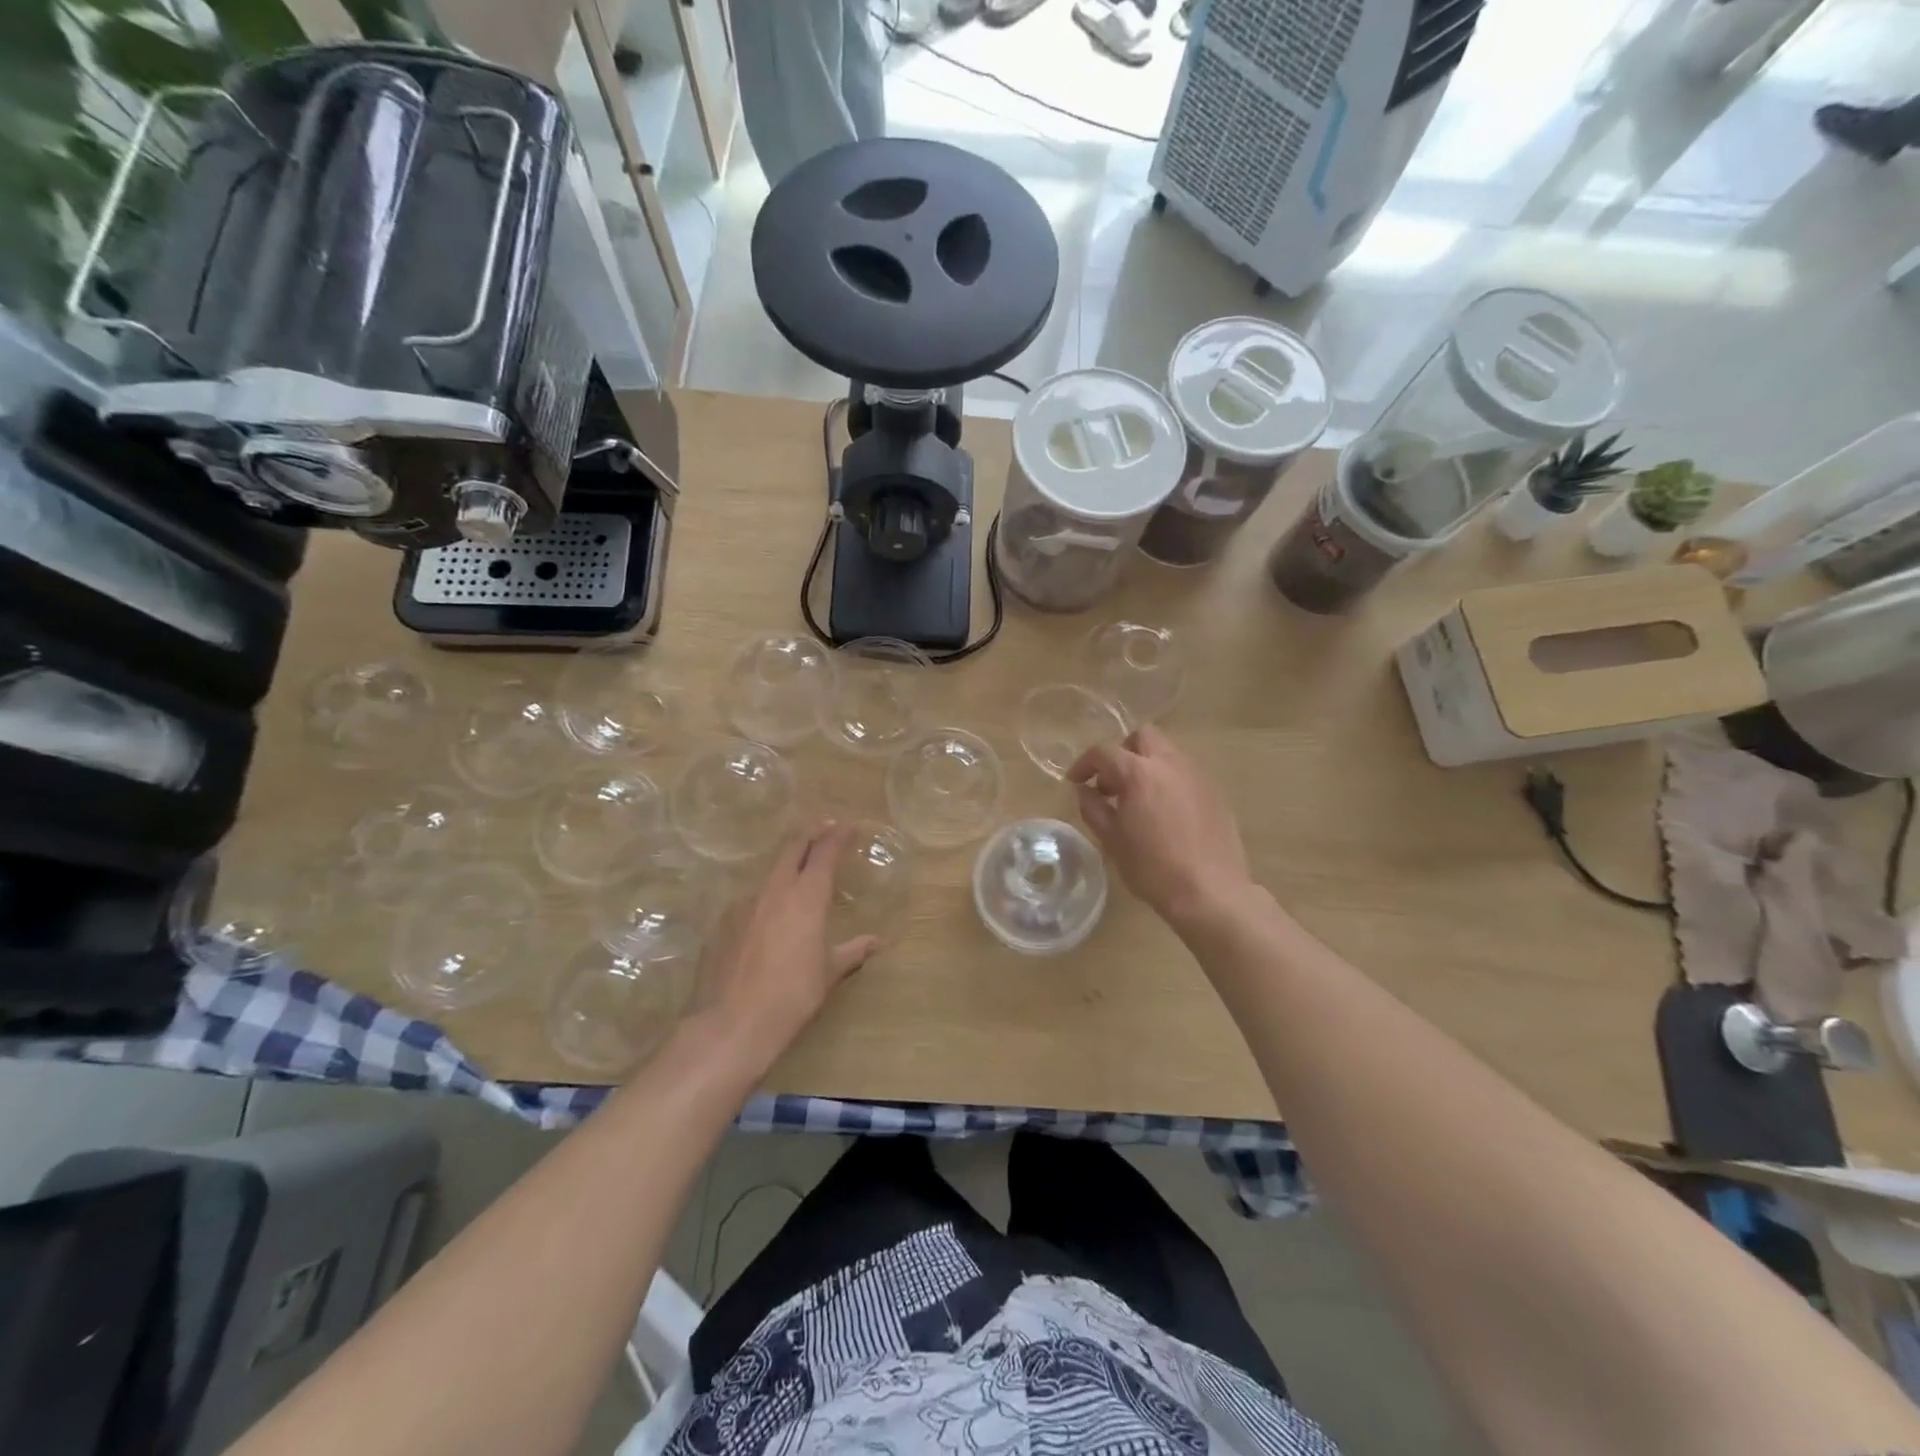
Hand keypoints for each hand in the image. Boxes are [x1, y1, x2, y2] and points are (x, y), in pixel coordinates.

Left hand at [696, 820, 877, 1071]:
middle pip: (792, 849)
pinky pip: (749, 902)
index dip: (838, 836)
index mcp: (806, 898)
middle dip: (810, 836)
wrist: (730, 1026)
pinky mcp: (721, 925)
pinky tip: (767, 920)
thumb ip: (851, 952)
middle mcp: (774, 891)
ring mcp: (743, 905)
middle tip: (824, 828)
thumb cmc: (791, 998)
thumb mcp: (828, 975)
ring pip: (769, 874)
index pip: (825, 853)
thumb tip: (876, 942)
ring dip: (786, 867)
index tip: (849, 825)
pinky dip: (765, 900)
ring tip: (798, 875)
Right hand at [1068, 724, 1253, 931]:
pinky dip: (1168, 780)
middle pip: (1142, 737)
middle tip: (1111, 782)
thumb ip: (1093, 808)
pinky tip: (1164, 811)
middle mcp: (1170, 764)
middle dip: (1122, 752)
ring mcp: (1197, 775)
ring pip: (1167, 752)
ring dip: (1147, 764)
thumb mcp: (1112, 840)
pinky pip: (1185, 772)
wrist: (1210, 891)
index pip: (1104, 752)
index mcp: (1139, 773)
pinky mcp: (1214, 791)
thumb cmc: (1153, 868)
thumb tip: (1084, 791)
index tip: (1076, 782)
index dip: (1084, 764)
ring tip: (1138, 798)